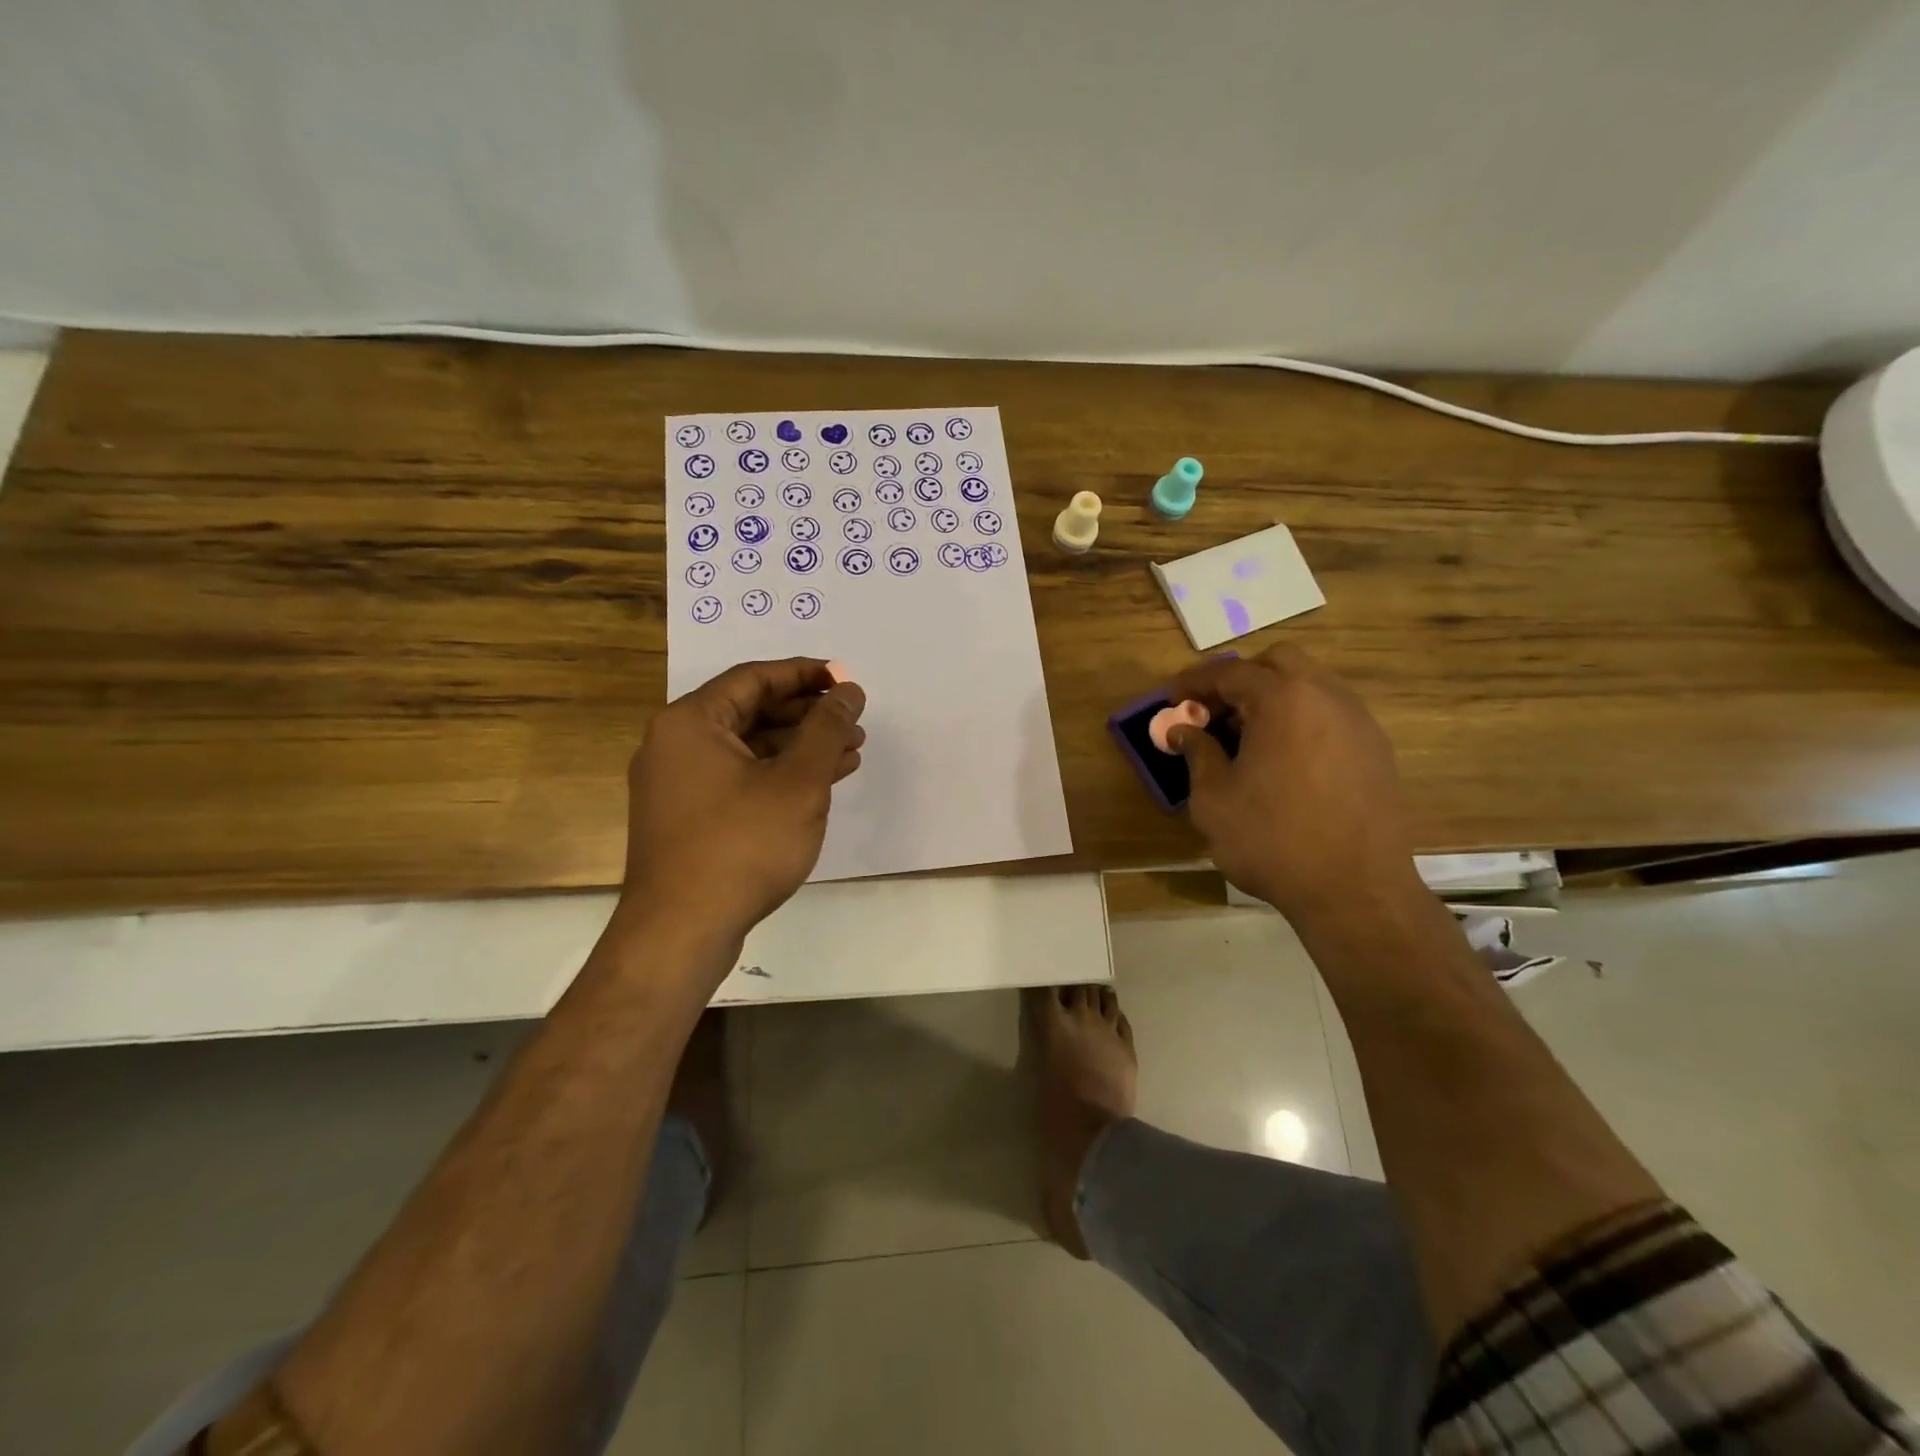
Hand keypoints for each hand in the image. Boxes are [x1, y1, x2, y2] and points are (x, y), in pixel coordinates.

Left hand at [622, 658, 865, 941]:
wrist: (682, 931)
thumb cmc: (742, 845)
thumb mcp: (798, 782)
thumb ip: (827, 729)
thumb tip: (848, 691)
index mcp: (691, 721)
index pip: (754, 678)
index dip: (805, 674)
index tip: (845, 680)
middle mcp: (676, 744)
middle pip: (750, 711)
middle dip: (807, 714)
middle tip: (853, 721)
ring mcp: (679, 784)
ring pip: (748, 748)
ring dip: (799, 747)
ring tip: (850, 752)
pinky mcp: (688, 818)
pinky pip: (739, 778)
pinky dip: (778, 776)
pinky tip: (820, 784)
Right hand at [1167, 645, 1423, 923]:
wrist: (1355, 890)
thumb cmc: (1272, 840)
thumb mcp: (1214, 799)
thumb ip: (1197, 753)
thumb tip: (1183, 731)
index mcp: (1282, 699)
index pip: (1230, 672)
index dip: (1194, 682)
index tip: (1171, 700)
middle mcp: (1326, 696)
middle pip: (1277, 663)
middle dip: (1239, 679)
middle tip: (1213, 713)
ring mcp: (1358, 722)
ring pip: (1310, 685)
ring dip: (1273, 698)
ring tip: (1245, 739)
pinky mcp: (1376, 750)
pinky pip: (1330, 715)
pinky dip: (1300, 720)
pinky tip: (1283, 760)